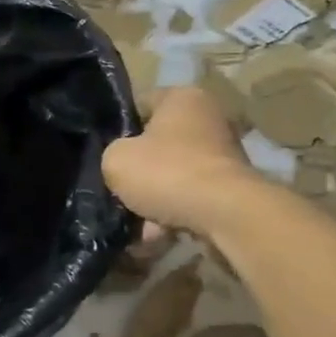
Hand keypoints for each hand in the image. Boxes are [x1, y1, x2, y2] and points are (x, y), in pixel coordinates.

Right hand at [102, 86, 259, 237]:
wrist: (225, 215)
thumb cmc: (167, 173)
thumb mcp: (116, 159)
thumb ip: (111, 155)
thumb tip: (121, 164)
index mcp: (182, 98)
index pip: (139, 105)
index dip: (118, 128)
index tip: (105, 153)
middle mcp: (207, 119)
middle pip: (157, 145)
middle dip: (138, 173)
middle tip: (119, 192)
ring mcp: (223, 155)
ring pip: (172, 176)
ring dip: (153, 201)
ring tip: (136, 228)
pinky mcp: (230, 188)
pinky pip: (190, 198)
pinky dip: (173, 216)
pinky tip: (156, 238)